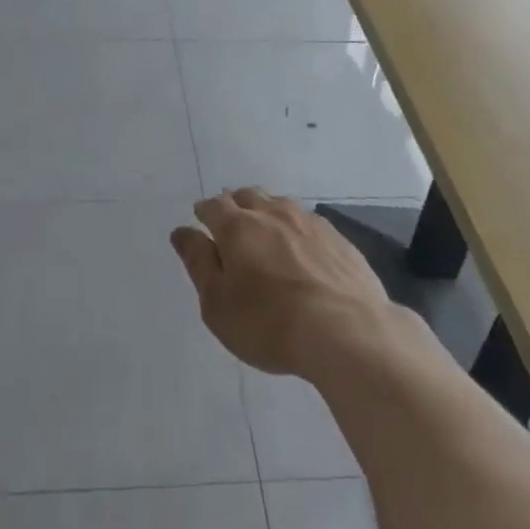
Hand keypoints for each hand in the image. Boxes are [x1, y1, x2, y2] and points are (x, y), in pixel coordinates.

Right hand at [170, 188, 393, 378]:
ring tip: (267, 234)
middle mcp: (272, 213)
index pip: (213, 206)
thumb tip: (182, 232)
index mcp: (237, 227)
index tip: (201, 222)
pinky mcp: (339, 238)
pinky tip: (303, 251)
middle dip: (235, 205)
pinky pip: (309, 223)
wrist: (347, 332)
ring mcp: (309, 222)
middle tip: (232, 226)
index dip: (204, 212)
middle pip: (248, 196)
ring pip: (280, 205)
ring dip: (268, 213)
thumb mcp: (218, 304)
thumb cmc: (269, 323)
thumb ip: (199, 263)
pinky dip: (298, 230)